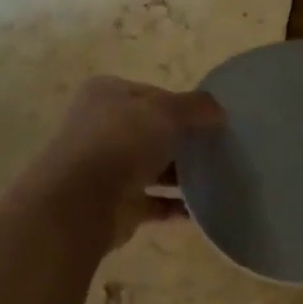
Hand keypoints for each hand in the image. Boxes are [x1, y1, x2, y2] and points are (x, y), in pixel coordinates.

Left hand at [31, 76, 224, 248]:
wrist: (84, 200)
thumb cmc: (122, 142)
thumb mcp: (166, 112)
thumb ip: (195, 107)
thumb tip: (219, 110)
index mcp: (107, 95)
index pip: (153, 95)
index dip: (183, 106)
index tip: (213, 121)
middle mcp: (103, 128)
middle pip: (152, 132)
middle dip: (183, 141)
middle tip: (218, 150)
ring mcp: (107, 168)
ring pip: (152, 167)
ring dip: (181, 174)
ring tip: (217, 178)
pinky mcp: (117, 204)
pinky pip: (154, 202)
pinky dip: (175, 205)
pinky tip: (201, 208)